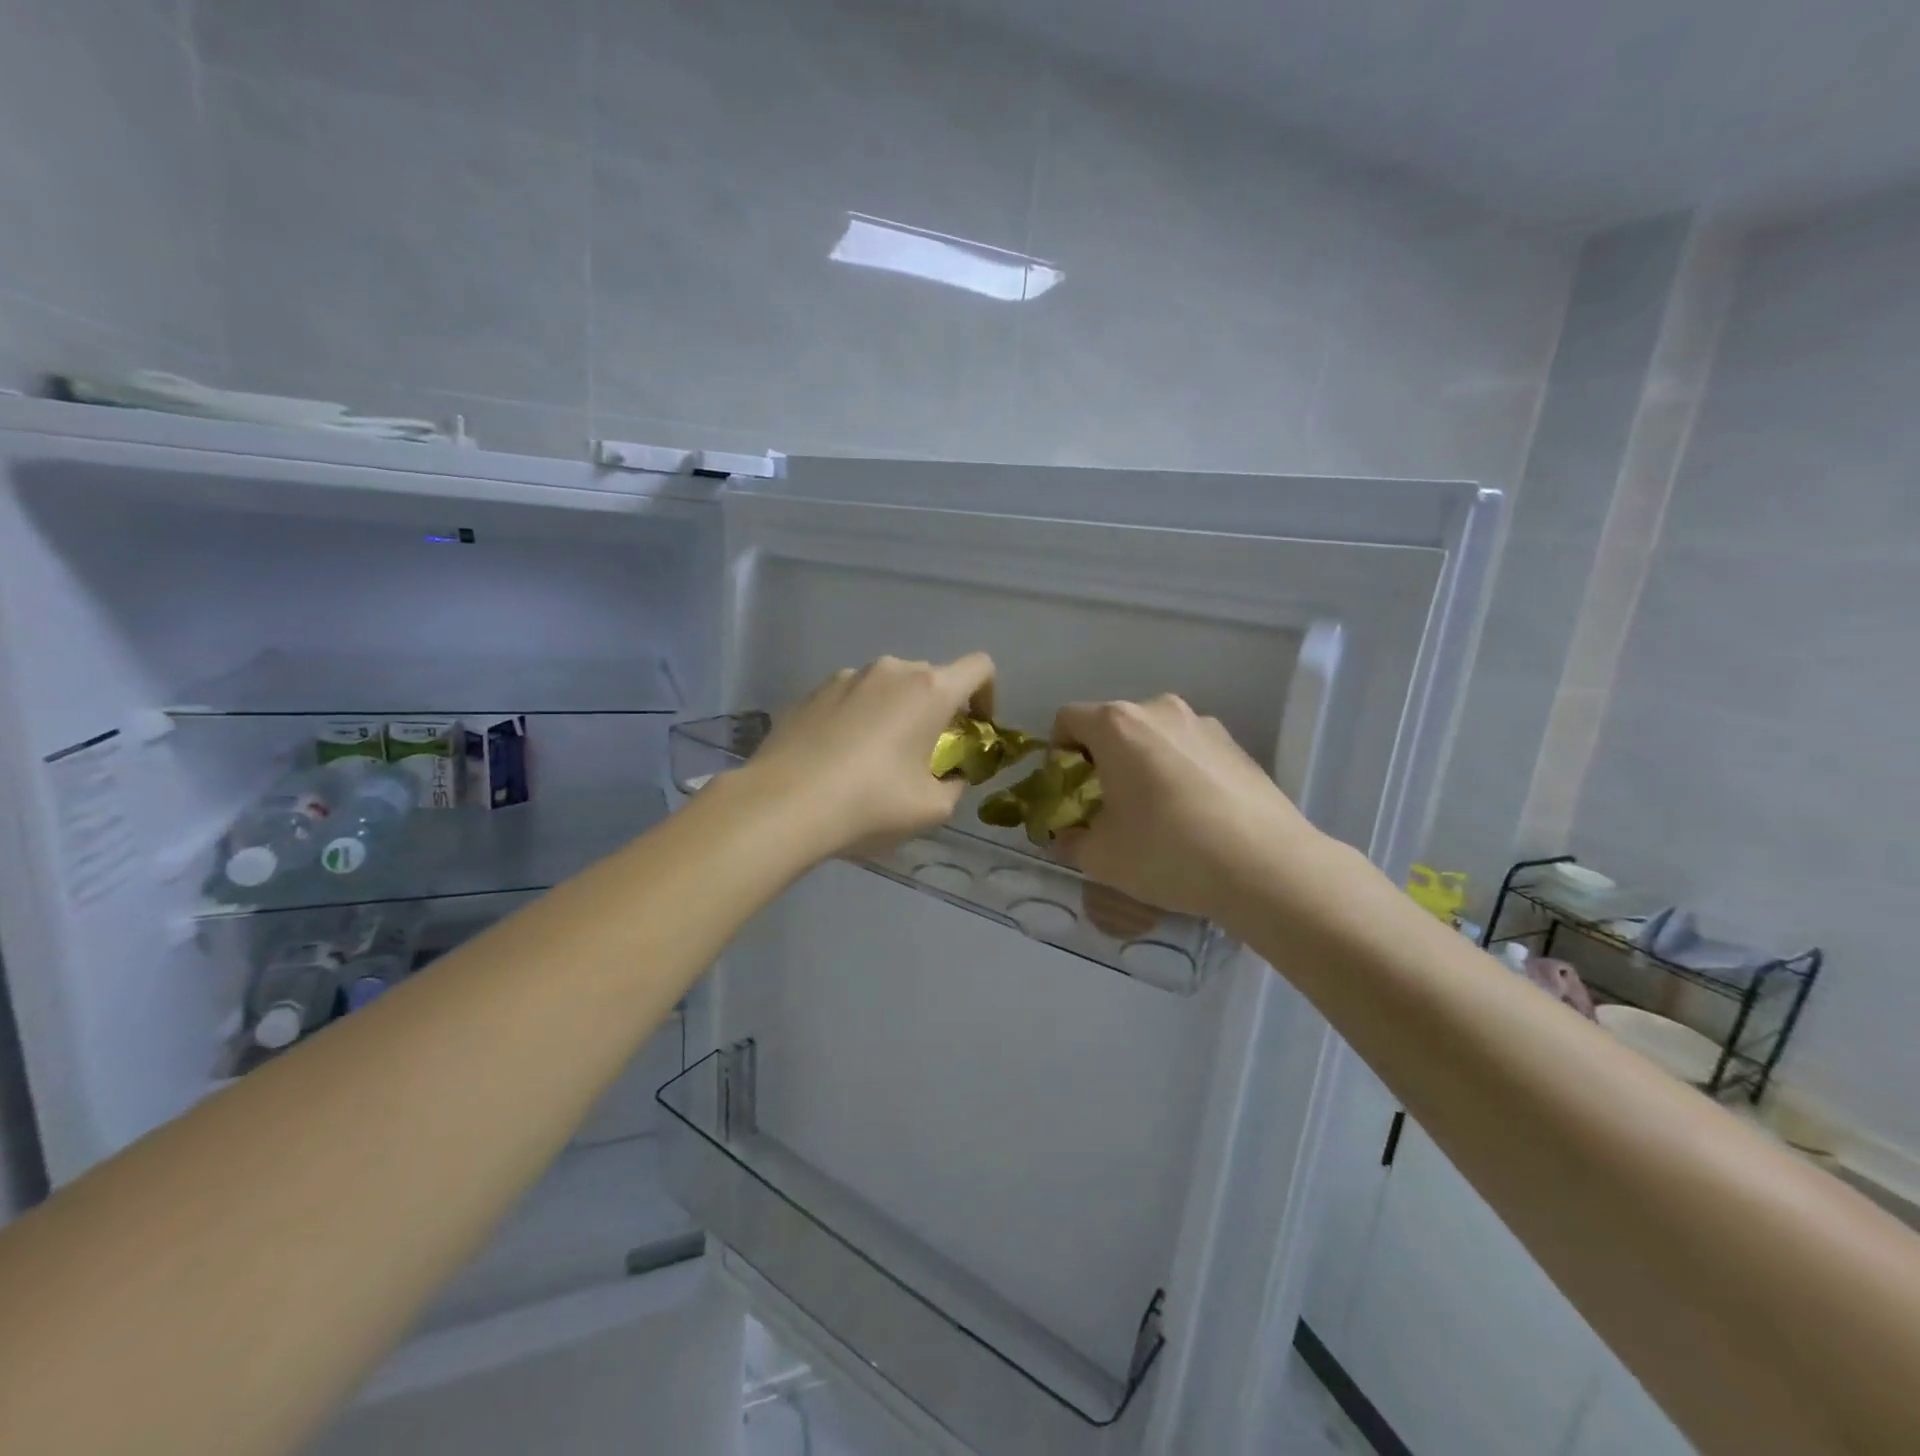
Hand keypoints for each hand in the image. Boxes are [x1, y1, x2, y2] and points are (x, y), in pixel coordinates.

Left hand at [745, 653, 995, 862]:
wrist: (783, 804)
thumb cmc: (870, 804)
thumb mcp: (931, 809)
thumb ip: (954, 786)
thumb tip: (950, 777)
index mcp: (929, 690)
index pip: (979, 668)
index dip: (987, 694)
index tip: (973, 728)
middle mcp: (890, 670)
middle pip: (930, 678)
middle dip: (936, 709)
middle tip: (925, 752)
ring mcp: (845, 677)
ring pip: (886, 686)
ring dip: (894, 712)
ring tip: (875, 758)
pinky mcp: (810, 692)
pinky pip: (850, 698)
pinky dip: (857, 718)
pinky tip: (838, 758)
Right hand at [1051, 695, 1328, 924]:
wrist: (1266, 866)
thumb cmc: (1167, 851)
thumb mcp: (1101, 858)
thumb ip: (1071, 842)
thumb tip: (1066, 838)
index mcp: (1117, 725)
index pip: (1068, 719)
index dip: (1058, 752)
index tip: (1069, 789)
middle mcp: (1159, 710)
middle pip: (1113, 725)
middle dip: (1101, 759)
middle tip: (1106, 804)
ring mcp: (1203, 724)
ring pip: (1154, 737)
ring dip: (1142, 764)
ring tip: (1154, 812)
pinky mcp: (1236, 746)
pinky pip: (1189, 751)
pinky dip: (1178, 772)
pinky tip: (1193, 816)